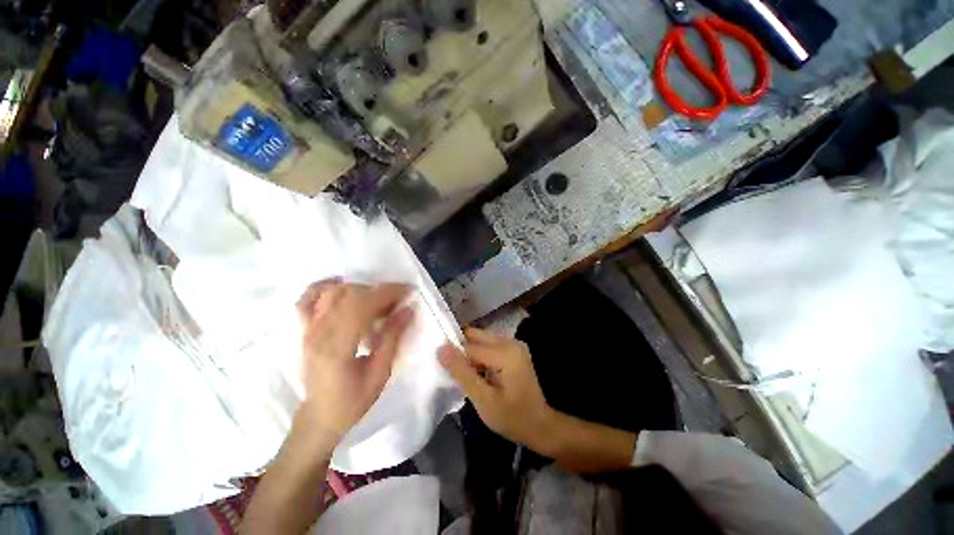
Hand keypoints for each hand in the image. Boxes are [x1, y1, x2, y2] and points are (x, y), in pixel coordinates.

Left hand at [295, 280, 413, 447]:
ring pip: (332, 293)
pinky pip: (308, 300)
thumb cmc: (352, 401)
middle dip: (379, 290)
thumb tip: (407, 310)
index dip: (386, 293)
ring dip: (360, 288)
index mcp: (337, 348)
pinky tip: (341, 283)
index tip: (408, 291)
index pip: (361, 306)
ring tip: (378, 298)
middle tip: (399, 299)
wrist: (319, 417)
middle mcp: (319, 334)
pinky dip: (323, 286)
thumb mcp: (380, 374)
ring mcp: (308, 330)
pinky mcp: (305, 330)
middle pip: (349, 295)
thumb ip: (392, 339)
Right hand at [438, 328, 554, 450]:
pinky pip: (489, 346)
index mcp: (506, 352)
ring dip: (469, 352)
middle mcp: (510, 342)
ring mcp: (513, 345)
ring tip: (459, 371)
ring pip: (481, 340)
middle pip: (476, 336)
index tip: (438, 364)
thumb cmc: (512, 417)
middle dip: (460, 348)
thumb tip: (441, 349)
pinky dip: (478, 356)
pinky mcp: (513, 350)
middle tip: (447, 367)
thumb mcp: (483, 400)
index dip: (453, 353)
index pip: (470, 345)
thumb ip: (462, 373)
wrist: (539, 425)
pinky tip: (474, 371)